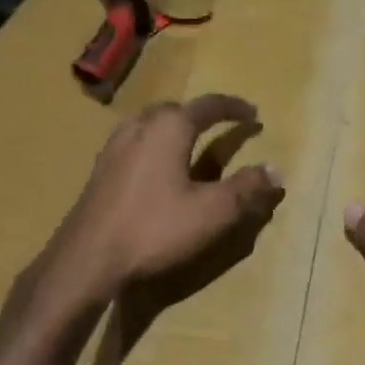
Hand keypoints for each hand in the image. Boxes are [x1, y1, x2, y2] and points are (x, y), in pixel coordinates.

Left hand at [46, 94, 283, 303]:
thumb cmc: (155, 229)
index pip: (208, 106)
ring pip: (150, 125)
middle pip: (175, 110)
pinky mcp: (101, 171)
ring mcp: (114, 147)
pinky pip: (135, 144)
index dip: (234, 108)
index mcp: (169, 128)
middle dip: (201, 116)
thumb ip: (246, 188)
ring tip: (190, 146)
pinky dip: (155, 147)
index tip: (254, 114)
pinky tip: (158, 171)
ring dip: (175, 129)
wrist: (88, 258)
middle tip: (222, 128)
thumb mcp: (212, 212)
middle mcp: (139, 127)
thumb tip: (275, 170)